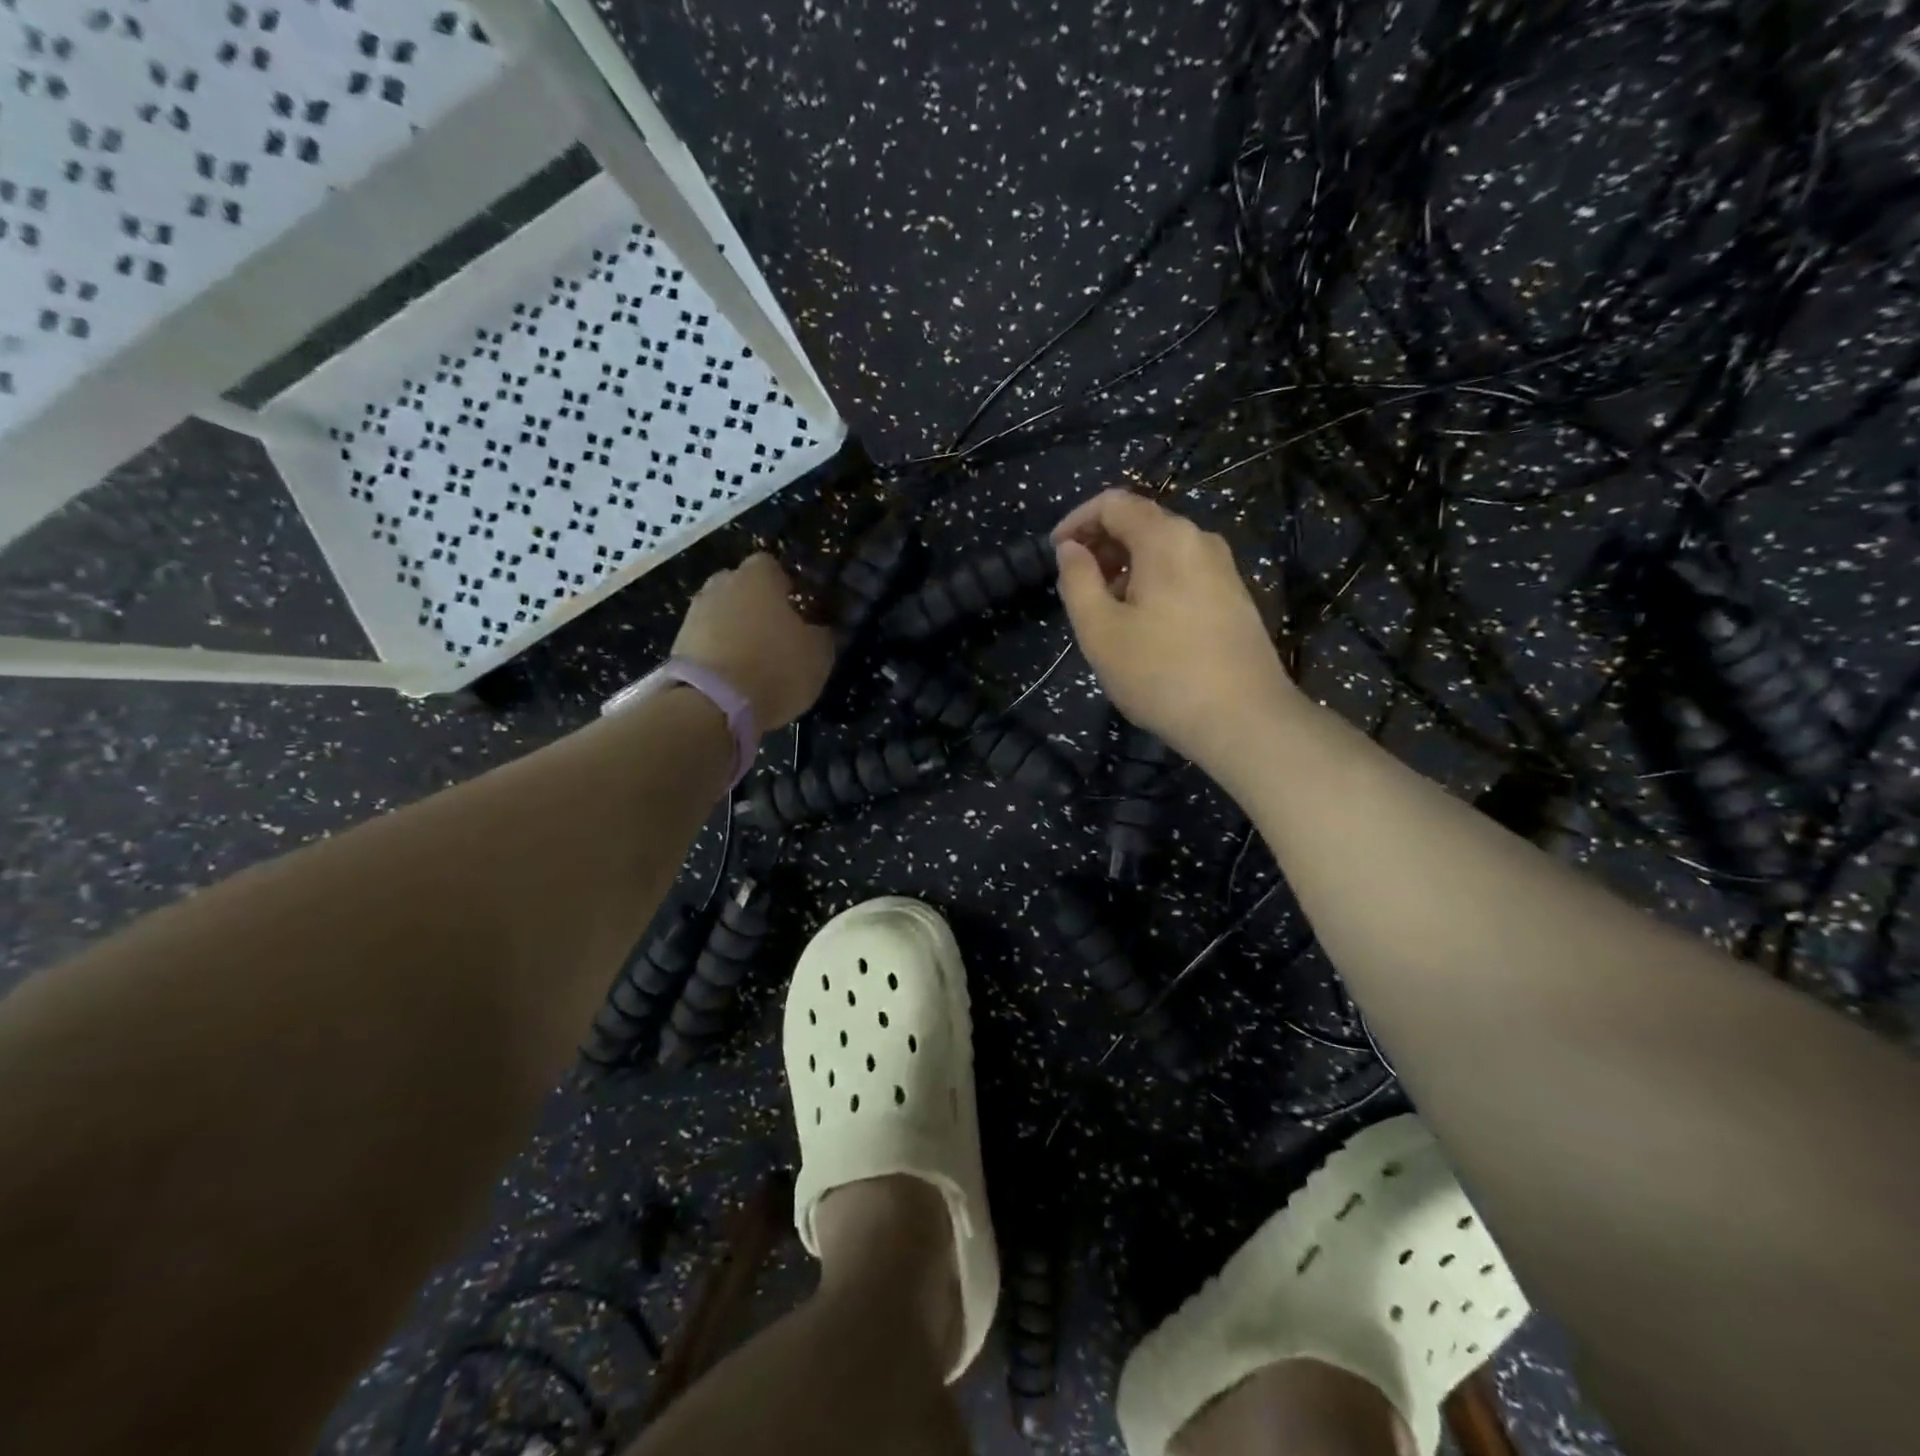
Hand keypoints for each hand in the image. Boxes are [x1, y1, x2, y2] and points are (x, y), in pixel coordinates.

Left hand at [672, 553, 834, 730]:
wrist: (712, 704)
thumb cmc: (775, 668)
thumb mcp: (818, 655)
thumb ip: (821, 635)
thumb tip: (818, 630)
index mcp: (758, 577)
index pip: (771, 566)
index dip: (784, 586)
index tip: (796, 609)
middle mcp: (721, 585)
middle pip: (741, 587)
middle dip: (755, 605)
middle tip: (774, 633)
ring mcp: (694, 613)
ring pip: (721, 613)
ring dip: (734, 630)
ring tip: (753, 660)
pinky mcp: (678, 644)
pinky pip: (706, 640)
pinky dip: (718, 652)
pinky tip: (733, 676)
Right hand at [1053, 490, 1299, 767]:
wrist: (1243, 719)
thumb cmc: (1160, 674)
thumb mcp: (1099, 630)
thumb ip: (1077, 580)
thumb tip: (1070, 548)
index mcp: (1166, 538)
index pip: (1113, 502)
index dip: (1076, 521)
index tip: (1055, 554)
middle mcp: (1199, 541)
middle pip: (1140, 523)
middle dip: (1101, 546)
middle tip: (1076, 587)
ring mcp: (1223, 569)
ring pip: (1162, 551)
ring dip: (1125, 568)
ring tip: (1105, 613)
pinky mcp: (1234, 597)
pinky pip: (1182, 573)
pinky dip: (1152, 584)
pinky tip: (1142, 627)